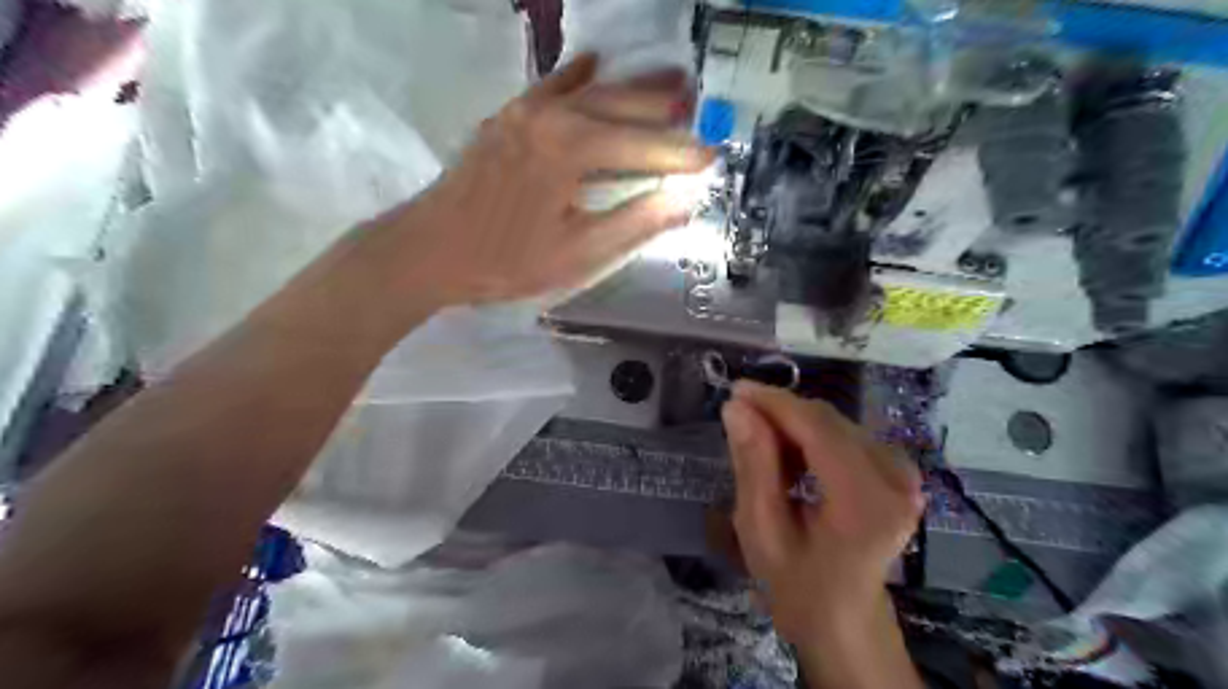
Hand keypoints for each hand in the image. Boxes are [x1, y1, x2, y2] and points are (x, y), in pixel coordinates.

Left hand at [362, 55, 711, 307]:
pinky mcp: (508, 118)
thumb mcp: (578, 253)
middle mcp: (554, 116)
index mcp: (574, 149)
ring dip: (632, 87)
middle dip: (665, 108)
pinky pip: (551, 85)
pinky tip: (595, 63)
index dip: (681, 155)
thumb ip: (634, 223)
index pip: (643, 147)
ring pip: (592, 90)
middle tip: (701, 108)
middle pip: (622, 104)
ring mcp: (526, 111)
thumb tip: (683, 200)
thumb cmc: (506, 261)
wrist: (429, 251)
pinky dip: (578, 76)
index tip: (713, 158)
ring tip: (670, 80)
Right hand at [721, 383, 921, 688]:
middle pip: (828, 421)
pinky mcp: (897, 472)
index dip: (775, 403)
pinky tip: (788, 458)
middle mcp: (895, 480)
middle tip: (738, 417)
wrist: (845, 620)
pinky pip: (845, 435)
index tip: (735, 390)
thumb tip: (736, 408)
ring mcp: (902, 474)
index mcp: (865, 504)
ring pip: (835, 424)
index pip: (819, 429)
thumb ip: (753, 466)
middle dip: (780, 412)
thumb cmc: (797, 586)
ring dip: (792, 425)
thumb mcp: (762, 532)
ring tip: (758, 445)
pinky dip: (810, 437)